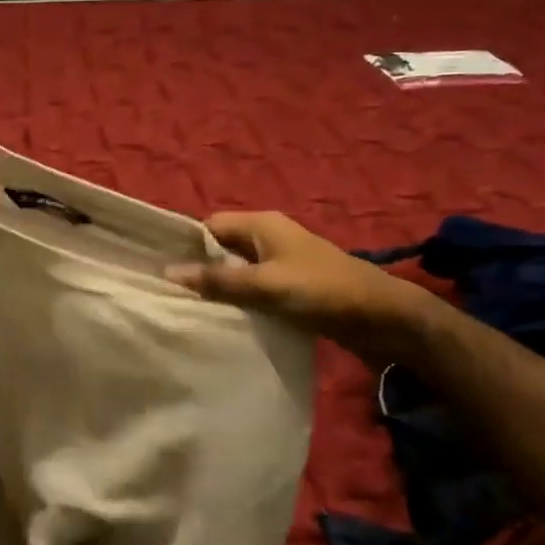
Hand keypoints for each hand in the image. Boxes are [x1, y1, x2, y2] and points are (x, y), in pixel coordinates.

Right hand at [168, 211, 430, 360]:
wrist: (385, 319)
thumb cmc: (323, 291)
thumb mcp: (266, 285)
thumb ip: (218, 281)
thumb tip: (169, 273)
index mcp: (262, 225)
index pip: (209, 226)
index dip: (185, 245)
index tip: (158, 268)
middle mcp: (268, 238)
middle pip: (221, 248)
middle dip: (198, 268)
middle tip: (168, 294)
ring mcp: (281, 264)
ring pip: (237, 272)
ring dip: (218, 288)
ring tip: (187, 309)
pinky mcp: (291, 288)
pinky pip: (253, 289)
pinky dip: (239, 301)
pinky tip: (222, 319)